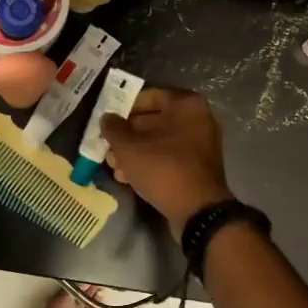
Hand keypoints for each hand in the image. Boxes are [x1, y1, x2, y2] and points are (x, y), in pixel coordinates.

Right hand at [100, 88, 235, 235]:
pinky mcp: (197, 168)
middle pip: (153, 121)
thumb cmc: (164, 169)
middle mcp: (198, 120)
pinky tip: (128, 177)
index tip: (107, 120)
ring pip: (159, 142)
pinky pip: (169, 158)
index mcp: (187, 105)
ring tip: (113, 166)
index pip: (149, 96)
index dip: (124, 107)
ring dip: (134, 152)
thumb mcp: (130, 148)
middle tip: (106, 147)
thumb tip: (107, 118)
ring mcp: (200, 145)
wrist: (199, 211)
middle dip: (127, 135)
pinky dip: (149, 164)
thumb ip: (114, 129)